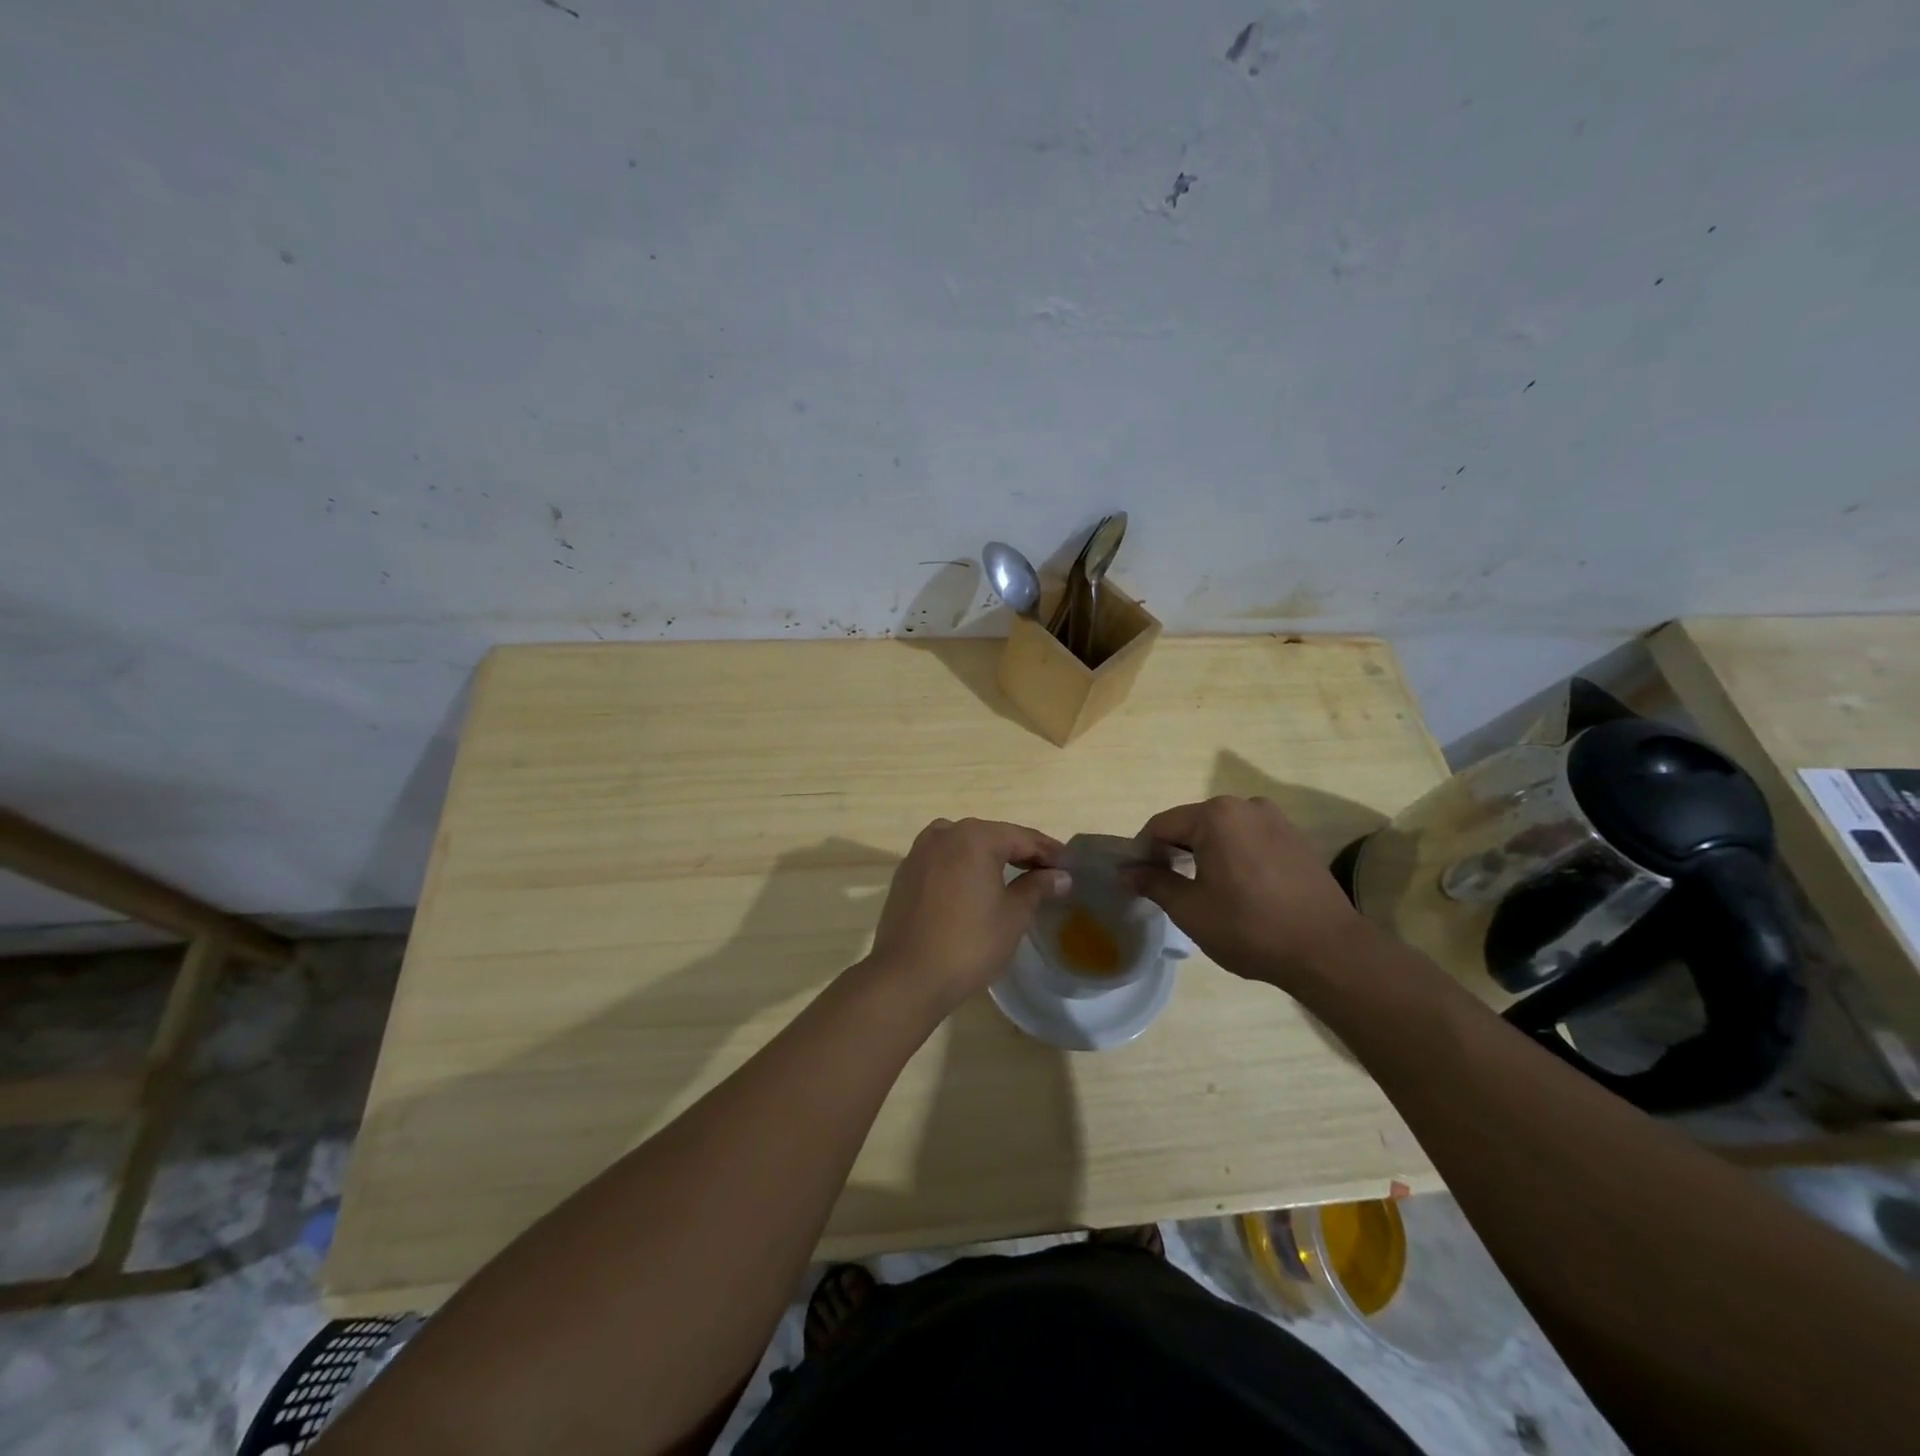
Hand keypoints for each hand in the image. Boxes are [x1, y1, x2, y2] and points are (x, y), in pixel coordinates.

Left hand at [866, 818, 1068, 1006]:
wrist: (907, 976)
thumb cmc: (969, 944)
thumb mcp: (1013, 916)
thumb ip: (1037, 888)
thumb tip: (1060, 875)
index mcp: (975, 837)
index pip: (1022, 837)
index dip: (1048, 851)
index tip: (1069, 866)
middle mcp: (945, 834)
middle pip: (992, 836)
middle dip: (1019, 851)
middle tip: (1046, 871)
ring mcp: (919, 851)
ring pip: (964, 844)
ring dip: (989, 856)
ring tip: (1011, 876)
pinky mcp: (905, 873)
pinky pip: (942, 859)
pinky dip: (962, 865)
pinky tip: (973, 886)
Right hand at [1124, 796, 1371, 990]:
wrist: (1328, 951)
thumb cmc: (1250, 928)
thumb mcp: (1191, 909)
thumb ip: (1153, 882)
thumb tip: (1126, 870)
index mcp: (1216, 815)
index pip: (1161, 825)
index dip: (1142, 852)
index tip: (1137, 880)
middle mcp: (1246, 805)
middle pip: (1193, 823)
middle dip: (1174, 851)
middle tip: (1167, 888)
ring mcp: (1276, 819)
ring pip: (1223, 831)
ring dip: (1205, 853)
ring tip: (1203, 890)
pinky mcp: (1296, 838)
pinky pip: (1250, 839)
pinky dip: (1234, 856)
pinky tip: (1238, 888)